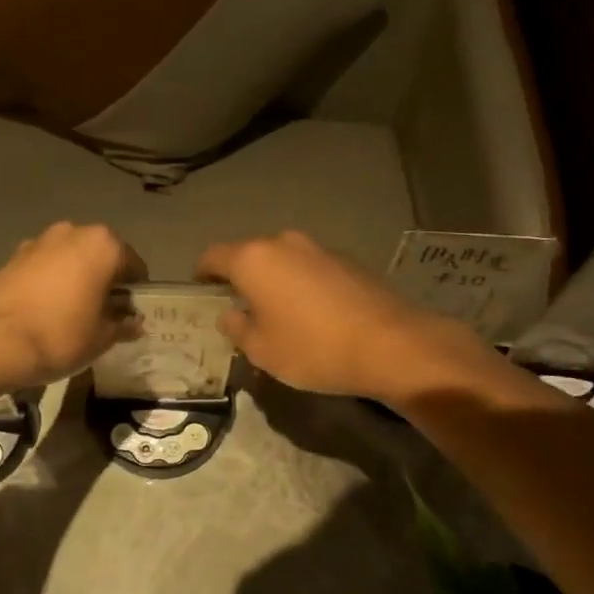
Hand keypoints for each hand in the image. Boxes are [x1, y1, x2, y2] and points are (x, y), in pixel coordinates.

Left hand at [0, 223, 147, 390]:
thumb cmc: (61, 335)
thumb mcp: (102, 338)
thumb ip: (123, 325)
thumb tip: (134, 322)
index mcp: (104, 245)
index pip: (134, 266)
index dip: (135, 292)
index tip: (129, 315)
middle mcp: (73, 233)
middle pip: (101, 256)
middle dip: (105, 280)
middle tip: (103, 313)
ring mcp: (40, 241)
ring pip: (71, 259)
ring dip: (77, 278)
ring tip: (73, 312)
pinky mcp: (14, 256)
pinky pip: (45, 266)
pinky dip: (51, 281)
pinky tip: (46, 309)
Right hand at [197, 230, 497, 402]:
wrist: (390, 344)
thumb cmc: (312, 349)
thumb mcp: (261, 350)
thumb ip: (237, 328)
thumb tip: (231, 314)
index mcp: (253, 259)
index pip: (213, 256)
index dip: (203, 274)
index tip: (204, 293)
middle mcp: (284, 243)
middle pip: (250, 255)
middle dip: (242, 278)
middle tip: (242, 309)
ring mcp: (319, 248)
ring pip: (283, 260)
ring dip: (275, 280)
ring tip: (281, 313)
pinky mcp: (348, 259)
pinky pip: (311, 268)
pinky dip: (304, 284)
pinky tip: (315, 314)